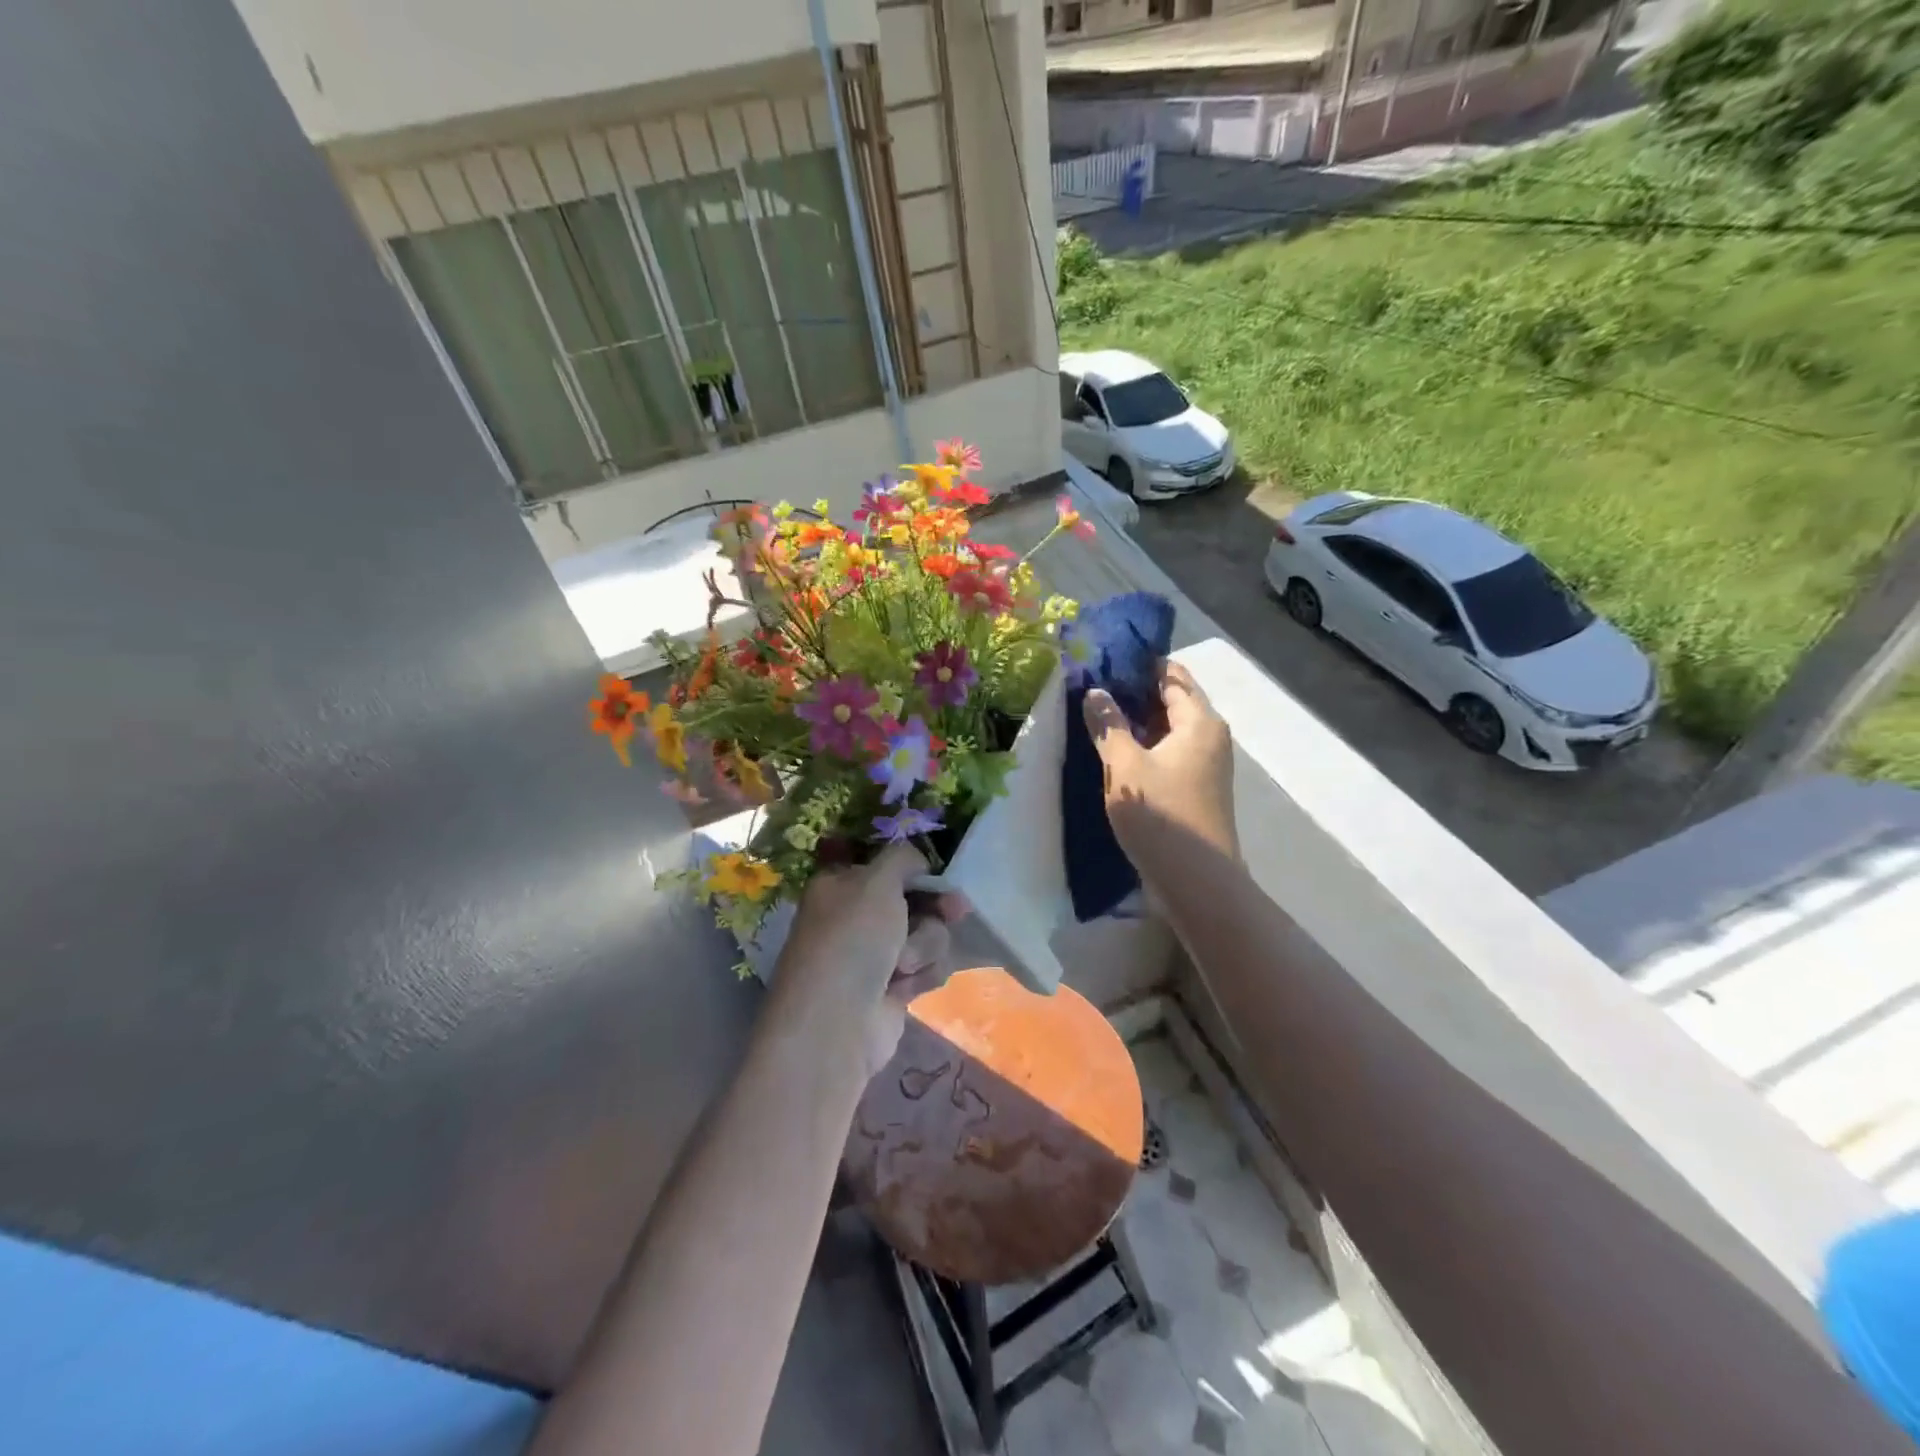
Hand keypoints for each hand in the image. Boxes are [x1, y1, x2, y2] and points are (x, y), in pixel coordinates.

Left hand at [771, 842, 961, 1080]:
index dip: (916, 869)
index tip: (939, 874)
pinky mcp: (893, 988)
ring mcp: (875, 954)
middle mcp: (857, 917)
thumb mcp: (877, 881)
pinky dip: (921, 975)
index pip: (887, 866)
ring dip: (924, 946)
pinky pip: (927, 968)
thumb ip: (903, 858)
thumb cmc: (851, 939)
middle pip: (914, 900)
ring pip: (927, 935)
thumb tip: (918, 861)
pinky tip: (905, 988)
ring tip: (903, 965)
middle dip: (935, 908)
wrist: (836, 1023)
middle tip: (956, 910)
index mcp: (842, 885)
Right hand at [1083, 661, 1237, 873]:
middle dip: (1134, 692)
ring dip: (1137, 722)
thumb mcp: (1125, 766)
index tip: (1104, 659)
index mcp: (1199, 721)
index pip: (1171, 675)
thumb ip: (1108, 726)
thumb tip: (1094, 692)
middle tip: (1092, 687)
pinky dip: (1145, 746)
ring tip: (1097, 716)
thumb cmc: (1162, 815)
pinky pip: (1170, 753)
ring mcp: (1206, 764)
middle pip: (1172, 700)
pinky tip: (1116, 752)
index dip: (1139, 664)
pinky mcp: (1197, 788)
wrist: (1198, 882)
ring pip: (1169, 730)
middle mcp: (1210, 736)